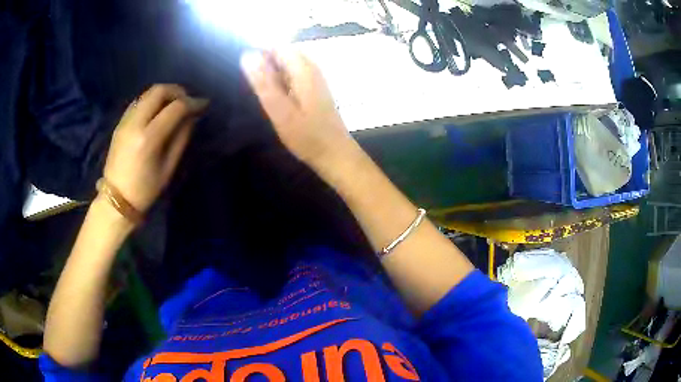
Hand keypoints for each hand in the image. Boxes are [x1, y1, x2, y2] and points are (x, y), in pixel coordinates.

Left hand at [102, 84, 207, 211]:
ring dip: (164, 93)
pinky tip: (157, 110)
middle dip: (178, 91)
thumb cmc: (145, 189)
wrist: (116, 198)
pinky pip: (139, 101)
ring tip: (174, 104)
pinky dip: (152, 100)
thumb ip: (181, 138)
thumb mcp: (168, 168)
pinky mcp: (120, 122)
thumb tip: (192, 117)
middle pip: (159, 91)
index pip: (175, 108)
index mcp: (148, 138)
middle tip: (188, 100)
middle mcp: (135, 123)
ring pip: (148, 93)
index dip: (193, 103)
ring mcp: (125, 120)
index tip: (204, 104)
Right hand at [240, 49, 352, 167]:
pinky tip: (274, 96)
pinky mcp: (315, 89)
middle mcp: (312, 68)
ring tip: (259, 90)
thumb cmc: (307, 136)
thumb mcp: (280, 110)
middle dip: (265, 61)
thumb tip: (248, 55)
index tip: (243, 67)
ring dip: (272, 72)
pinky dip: (281, 80)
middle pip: (284, 53)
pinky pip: (294, 75)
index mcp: (303, 69)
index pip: (278, 46)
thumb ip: (264, 82)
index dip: (259, 50)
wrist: (335, 154)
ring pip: (288, 64)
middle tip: (250, 82)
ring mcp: (315, 78)